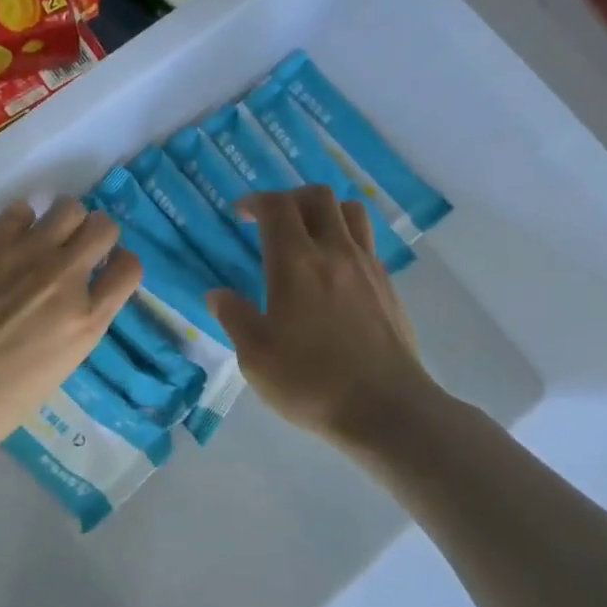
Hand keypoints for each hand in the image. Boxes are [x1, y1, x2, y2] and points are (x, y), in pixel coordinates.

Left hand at [0, 198, 142, 459]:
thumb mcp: (58, 367)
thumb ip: (72, 325)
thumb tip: (68, 300)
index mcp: (88, 319)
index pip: (129, 268)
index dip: (119, 265)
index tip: (104, 270)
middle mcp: (66, 276)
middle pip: (103, 227)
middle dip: (95, 235)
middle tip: (75, 249)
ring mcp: (28, 253)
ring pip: (68, 207)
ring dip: (62, 221)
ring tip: (43, 237)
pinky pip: (20, 210)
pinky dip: (20, 222)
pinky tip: (6, 241)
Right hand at [207, 186, 434, 452]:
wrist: (385, 409)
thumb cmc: (311, 382)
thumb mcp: (255, 356)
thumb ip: (234, 317)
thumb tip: (217, 294)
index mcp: (295, 263)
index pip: (277, 206)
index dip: (255, 201)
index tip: (240, 214)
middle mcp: (335, 252)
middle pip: (318, 196)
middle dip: (290, 198)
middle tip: (273, 221)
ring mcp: (367, 267)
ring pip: (351, 211)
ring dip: (325, 212)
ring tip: (308, 236)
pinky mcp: (388, 287)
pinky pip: (367, 243)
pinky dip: (347, 239)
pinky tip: (334, 272)